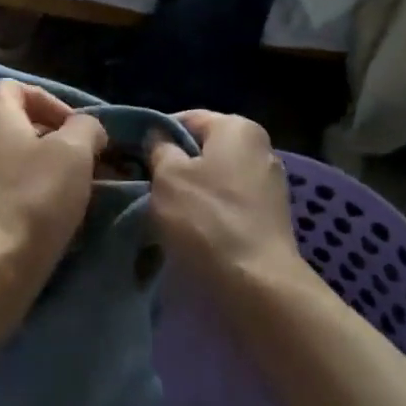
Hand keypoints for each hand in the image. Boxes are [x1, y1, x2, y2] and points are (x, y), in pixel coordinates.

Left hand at [0, 79, 106, 322]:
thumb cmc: (32, 199)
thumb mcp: (73, 152)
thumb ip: (86, 129)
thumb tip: (88, 129)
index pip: (10, 88)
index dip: (44, 97)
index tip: (72, 124)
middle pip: (18, 129)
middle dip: (56, 142)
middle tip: (87, 164)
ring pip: (19, 168)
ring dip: (51, 176)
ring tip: (81, 197)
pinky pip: (14, 199)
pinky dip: (38, 205)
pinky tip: (61, 225)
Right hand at [147, 111, 309, 306]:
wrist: (258, 286)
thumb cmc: (207, 220)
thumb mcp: (168, 176)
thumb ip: (159, 148)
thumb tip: (158, 137)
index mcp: (237, 127)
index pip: (186, 119)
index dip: (155, 135)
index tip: (134, 158)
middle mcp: (260, 148)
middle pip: (203, 149)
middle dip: (175, 165)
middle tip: (145, 185)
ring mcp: (270, 184)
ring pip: (215, 178)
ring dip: (190, 191)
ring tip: (165, 213)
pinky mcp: (271, 217)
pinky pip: (230, 203)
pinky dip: (210, 212)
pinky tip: (192, 231)